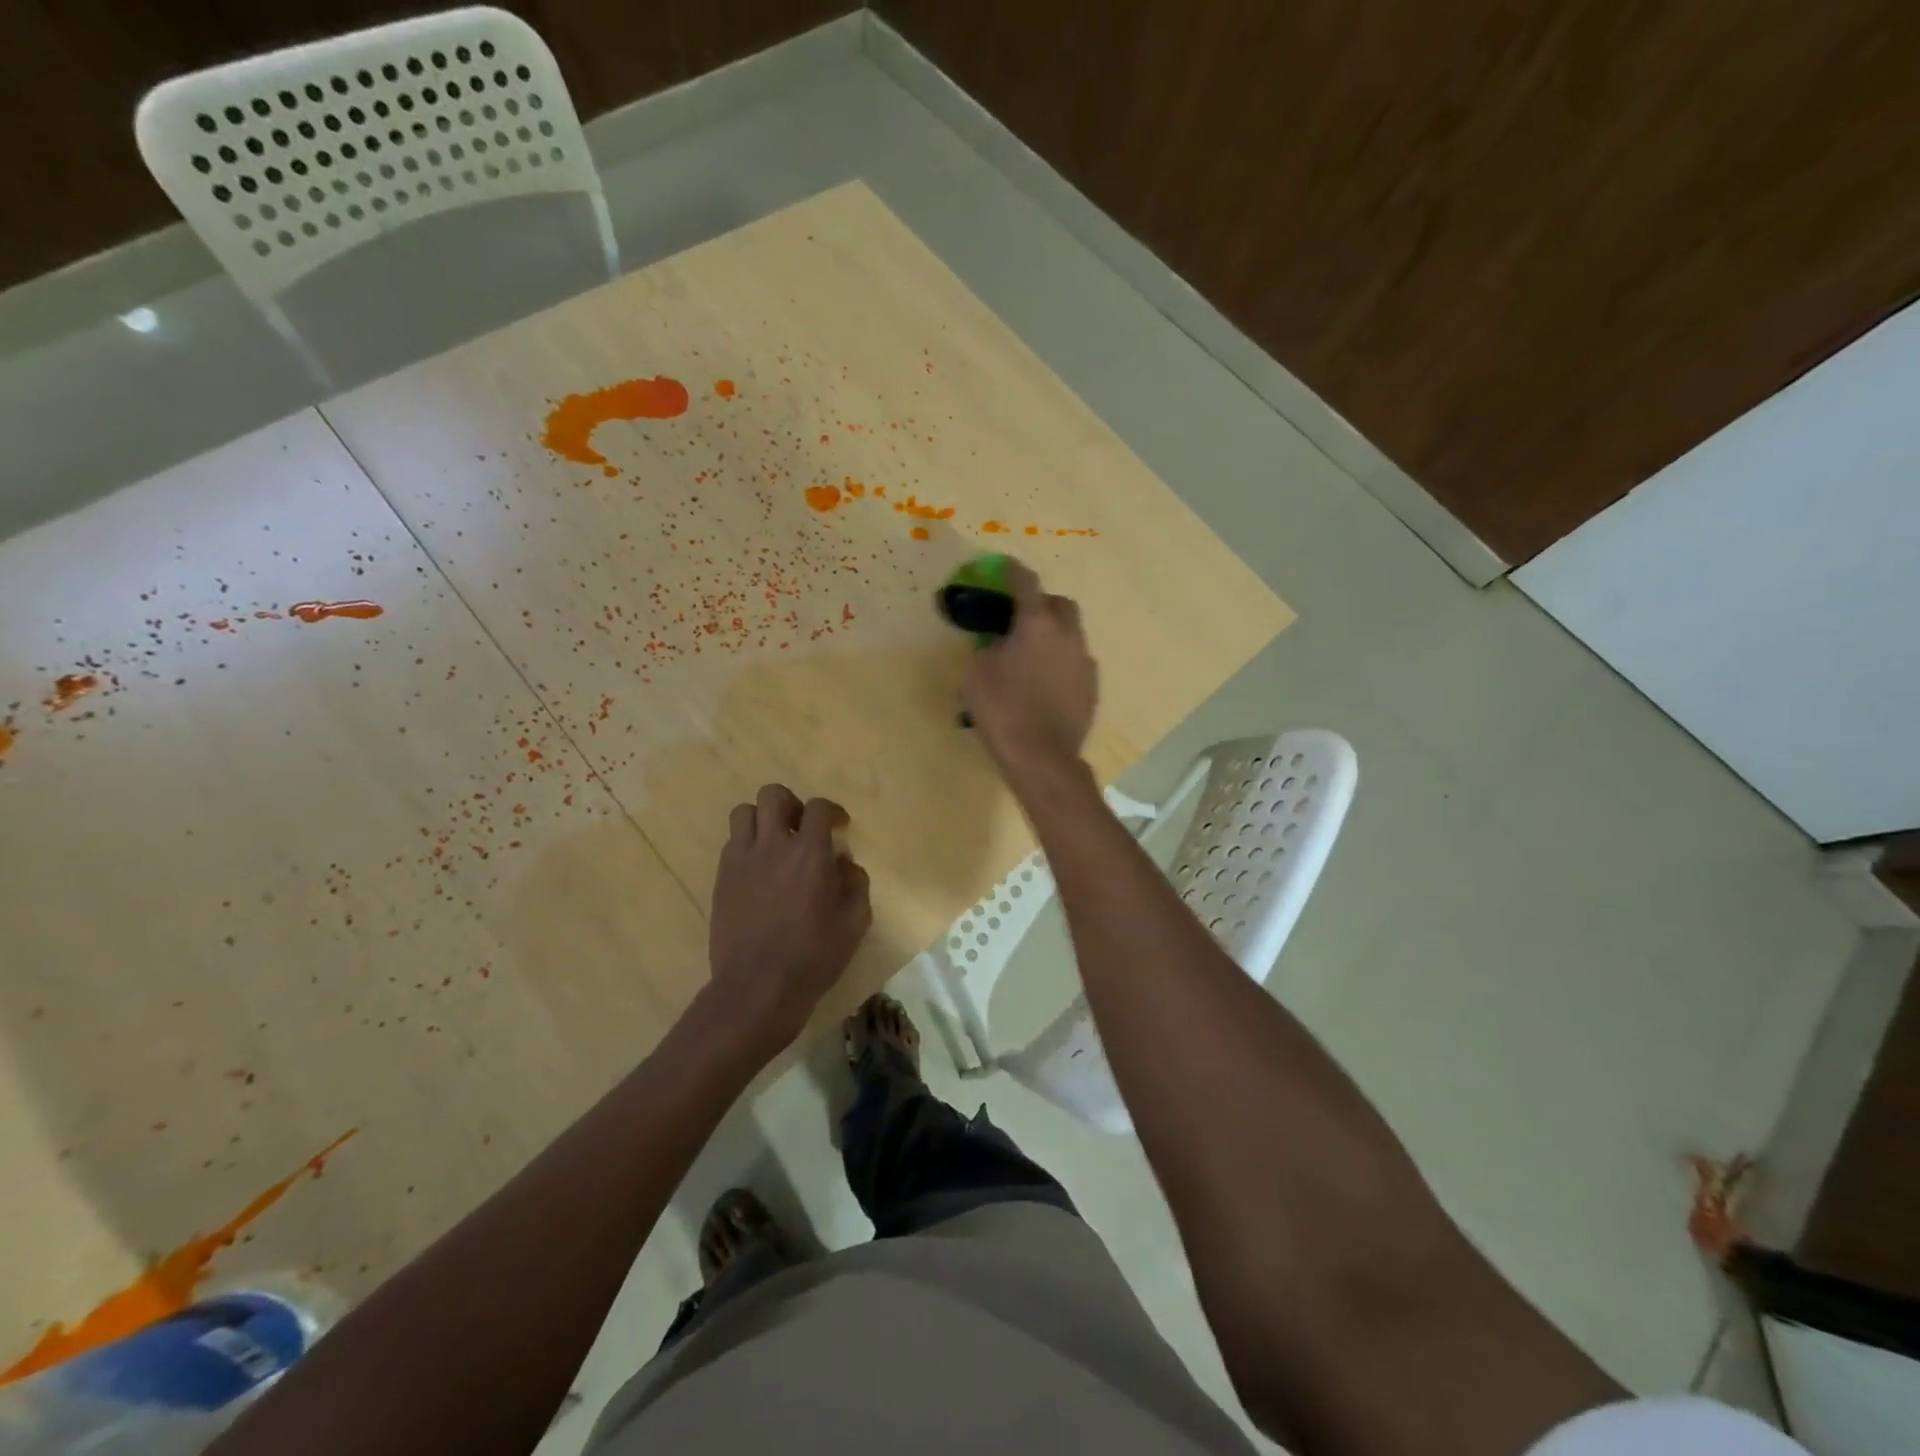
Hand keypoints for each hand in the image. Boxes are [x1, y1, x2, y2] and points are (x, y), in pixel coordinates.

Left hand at [708, 784, 872, 1049]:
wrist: (758, 987)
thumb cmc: (814, 955)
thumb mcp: (855, 922)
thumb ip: (856, 884)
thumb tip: (844, 864)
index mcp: (809, 852)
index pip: (818, 807)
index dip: (831, 810)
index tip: (838, 826)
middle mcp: (772, 845)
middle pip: (773, 795)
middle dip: (790, 804)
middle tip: (800, 828)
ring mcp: (741, 860)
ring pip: (743, 813)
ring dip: (762, 820)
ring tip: (774, 844)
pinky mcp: (721, 879)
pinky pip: (731, 844)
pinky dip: (746, 846)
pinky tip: (758, 871)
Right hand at [961, 560, 1097, 784]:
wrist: (1042, 757)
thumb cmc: (1003, 710)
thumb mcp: (977, 674)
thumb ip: (988, 648)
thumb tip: (999, 644)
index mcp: (1037, 624)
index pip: (1026, 583)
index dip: (1014, 571)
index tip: (1005, 567)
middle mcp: (1068, 635)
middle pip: (1060, 604)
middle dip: (1042, 603)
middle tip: (1021, 618)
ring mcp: (1084, 662)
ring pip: (1072, 634)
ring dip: (1054, 635)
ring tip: (1033, 654)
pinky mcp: (1092, 688)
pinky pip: (1076, 662)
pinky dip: (1062, 662)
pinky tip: (1047, 682)